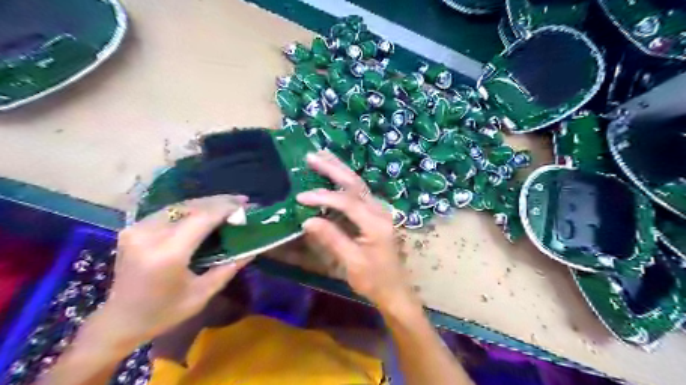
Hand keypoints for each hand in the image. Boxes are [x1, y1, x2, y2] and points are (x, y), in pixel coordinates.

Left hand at [100, 196, 250, 344]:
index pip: (202, 218)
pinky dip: (191, 208)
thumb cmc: (164, 313)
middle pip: (191, 207)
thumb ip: (229, 267)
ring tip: (229, 203)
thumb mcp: (202, 293)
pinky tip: (206, 211)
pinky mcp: (133, 229)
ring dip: (207, 203)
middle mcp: (149, 235)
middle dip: (220, 201)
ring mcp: (137, 229)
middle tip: (243, 200)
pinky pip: (169, 211)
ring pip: (180, 205)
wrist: (119, 321)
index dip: (226, 208)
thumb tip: (253, 249)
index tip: (247, 205)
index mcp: (168, 254)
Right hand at [297, 150, 413, 308]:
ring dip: (339, 169)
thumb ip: (332, 239)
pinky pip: (359, 192)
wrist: (395, 290)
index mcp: (376, 224)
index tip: (300, 197)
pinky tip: (334, 174)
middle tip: (311, 156)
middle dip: (333, 168)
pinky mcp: (376, 214)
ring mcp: (380, 211)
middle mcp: (380, 211)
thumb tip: (307, 220)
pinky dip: (344, 181)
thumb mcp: (352, 263)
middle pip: (355, 184)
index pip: (347, 202)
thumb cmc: (374, 280)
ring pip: (358, 184)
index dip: (323, 197)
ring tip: (321, 155)